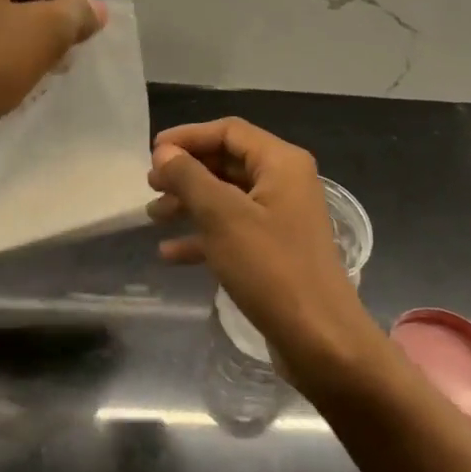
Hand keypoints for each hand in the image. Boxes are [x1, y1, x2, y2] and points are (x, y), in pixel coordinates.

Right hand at [147, 118, 383, 393]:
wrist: (320, 340)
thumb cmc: (270, 268)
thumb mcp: (222, 216)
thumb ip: (189, 177)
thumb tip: (164, 152)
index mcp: (281, 163)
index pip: (228, 131)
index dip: (188, 137)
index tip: (152, 153)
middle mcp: (285, 183)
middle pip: (227, 162)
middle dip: (186, 172)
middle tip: (150, 185)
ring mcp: (281, 218)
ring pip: (227, 198)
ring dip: (189, 203)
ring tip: (153, 216)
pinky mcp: (275, 251)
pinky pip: (233, 230)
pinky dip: (203, 236)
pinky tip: (170, 253)